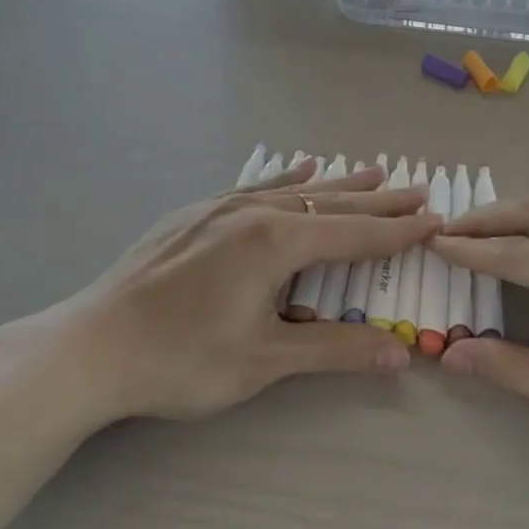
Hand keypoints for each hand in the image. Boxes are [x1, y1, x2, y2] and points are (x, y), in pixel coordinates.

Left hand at [58, 158, 437, 424]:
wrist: (93, 345)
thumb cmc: (182, 358)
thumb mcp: (264, 359)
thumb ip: (334, 349)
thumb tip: (402, 354)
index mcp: (277, 241)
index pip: (354, 234)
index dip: (398, 231)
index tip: (435, 220)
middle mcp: (256, 211)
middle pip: (332, 204)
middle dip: (379, 201)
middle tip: (420, 189)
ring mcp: (223, 206)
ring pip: (296, 189)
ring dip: (339, 184)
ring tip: (375, 171)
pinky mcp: (198, 212)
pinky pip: (256, 186)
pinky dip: (286, 178)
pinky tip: (300, 169)